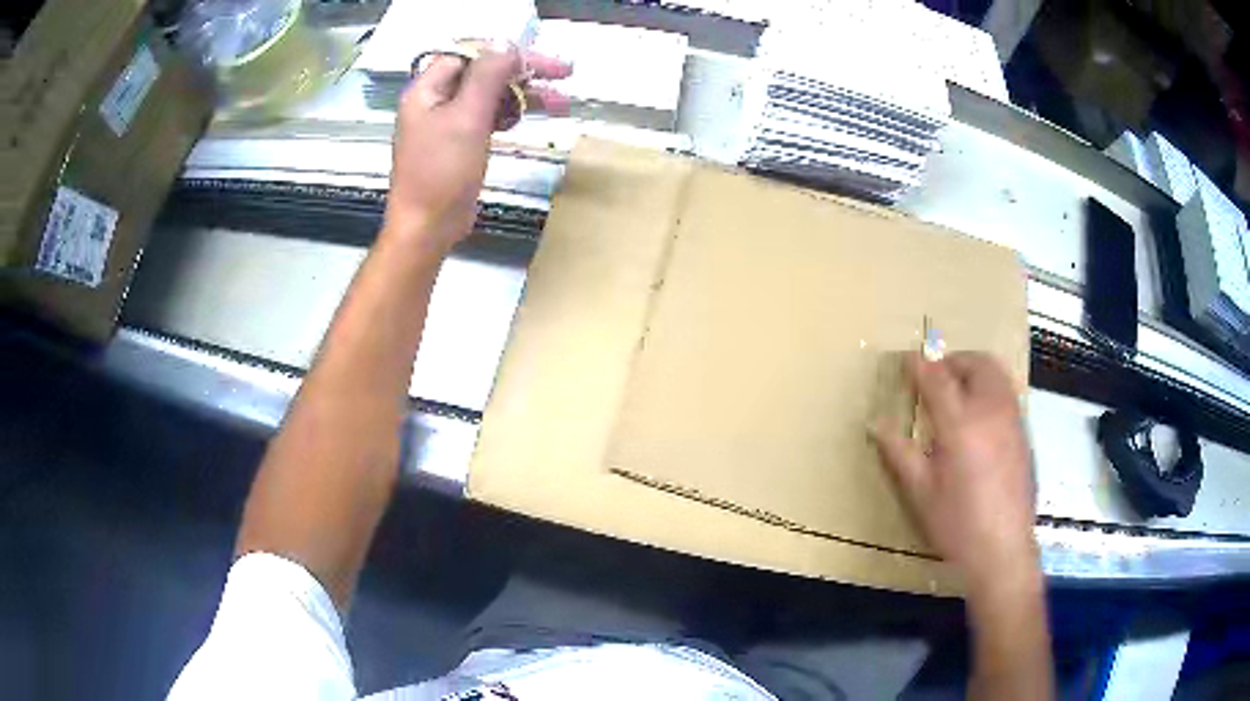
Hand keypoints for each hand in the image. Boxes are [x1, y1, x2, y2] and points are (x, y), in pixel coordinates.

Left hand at [383, 48, 571, 252]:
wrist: (427, 228)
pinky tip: (525, 119)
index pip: (471, 55)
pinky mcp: (457, 144)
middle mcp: (434, 101)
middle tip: (563, 76)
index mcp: (427, 89)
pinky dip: (507, 115)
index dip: (506, 54)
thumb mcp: (467, 117)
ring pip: (489, 96)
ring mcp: (445, 124)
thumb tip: (506, 45)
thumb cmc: (442, 172)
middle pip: (483, 73)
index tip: (541, 63)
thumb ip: (487, 76)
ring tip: (560, 104)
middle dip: (522, 74)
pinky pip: (485, 118)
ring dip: (522, 96)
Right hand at [871, 352, 1037, 587]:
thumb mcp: (921, 492)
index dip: (918, 365)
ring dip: (974, 370)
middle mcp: (990, 411)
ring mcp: (1012, 420)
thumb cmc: (957, 524)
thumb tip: (876, 425)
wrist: (1003, 549)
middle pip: (975, 363)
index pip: (936, 378)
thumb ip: (900, 453)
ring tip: (957, 392)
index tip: (905, 359)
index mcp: (960, 425)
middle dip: (953, 361)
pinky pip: (1007, 393)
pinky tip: (978, 419)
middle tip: (934, 377)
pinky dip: (990, 388)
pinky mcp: (1023, 433)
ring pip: (996, 373)